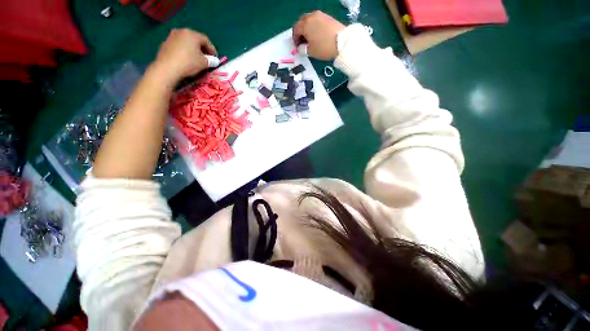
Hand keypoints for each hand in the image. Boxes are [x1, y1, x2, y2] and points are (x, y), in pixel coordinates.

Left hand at [152, 28, 216, 84]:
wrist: (167, 68)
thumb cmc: (189, 63)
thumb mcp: (204, 63)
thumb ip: (211, 61)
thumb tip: (215, 60)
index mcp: (192, 34)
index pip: (206, 40)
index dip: (212, 49)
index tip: (215, 59)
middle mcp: (181, 31)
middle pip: (195, 39)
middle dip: (202, 49)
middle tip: (207, 58)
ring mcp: (172, 36)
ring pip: (187, 42)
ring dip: (193, 50)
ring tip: (197, 59)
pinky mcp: (165, 43)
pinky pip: (179, 46)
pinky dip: (185, 51)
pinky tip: (186, 60)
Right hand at [293, 11, 345, 60]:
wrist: (342, 41)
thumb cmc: (323, 47)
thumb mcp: (311, 52)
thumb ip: (302, 49)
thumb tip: (300, 48)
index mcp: (305, 24)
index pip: (296, 30)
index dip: (295, 39)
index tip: (297, 47)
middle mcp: (311, 16)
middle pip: (302, 22)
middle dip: (300, 31)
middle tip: (303, 41)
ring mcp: (320, 15)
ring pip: (310, 20)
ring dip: (308, 28)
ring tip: (311, 38)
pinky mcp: (328, 17)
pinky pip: (317, 20)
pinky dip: (315, 26)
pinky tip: (318, 34)